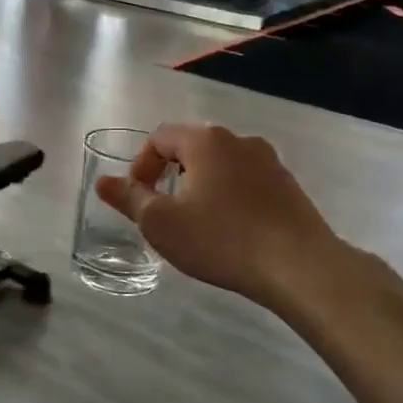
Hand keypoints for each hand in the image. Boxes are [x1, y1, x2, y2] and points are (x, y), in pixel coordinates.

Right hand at [94, 123, 353, 311]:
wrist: (300, 266)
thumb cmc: (221, 239)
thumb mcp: (161, 223)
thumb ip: (129, 199)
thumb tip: (102, 182)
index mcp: (205, 140)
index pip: (160, 137)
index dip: (141, 164)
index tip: (138, 197)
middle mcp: (238, 140)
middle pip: (192, 147)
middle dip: (170, 173)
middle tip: (163, 209)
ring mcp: (268, 160)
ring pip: (221, 164)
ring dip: (201, 184)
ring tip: (196, 221)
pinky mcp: (288, 185)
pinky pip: (246, 180)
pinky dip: (229, 195)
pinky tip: (230, 229)